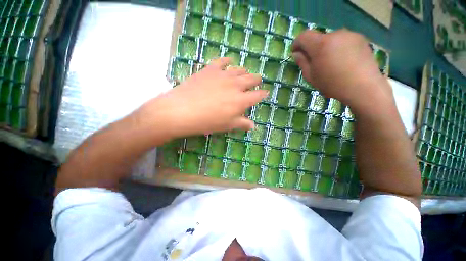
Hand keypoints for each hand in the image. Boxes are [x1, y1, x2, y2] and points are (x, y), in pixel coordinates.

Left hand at [136, 57, 266, 138]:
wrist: (183, 110)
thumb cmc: (208, 122)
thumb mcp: (227, 125)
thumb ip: (242, 124)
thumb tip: (253, 126)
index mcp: (242, 100)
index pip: (258, 95)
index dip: (262, 94)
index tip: (264, 93)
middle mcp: (236, 85)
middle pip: (252, 79)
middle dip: (256, 80)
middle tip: (257, 80)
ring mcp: (224, 75)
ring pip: (240, 69)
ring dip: (244, 71)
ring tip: (244, 73)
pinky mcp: (210, 69)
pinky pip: (222, 61)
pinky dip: (227, 61)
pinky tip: (229, 61)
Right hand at [292, 29, 392, 112]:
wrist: (363, 87)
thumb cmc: (332, 84)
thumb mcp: (311, 77)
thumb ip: (302, 63)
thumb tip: (297, 53)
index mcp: (321, 44)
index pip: (304, 36)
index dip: (297, 43)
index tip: (295, 52)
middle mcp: (335, 34)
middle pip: (318, 38)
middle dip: (312, 48)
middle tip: (313, 62)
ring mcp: (350, 35)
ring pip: (331, 39)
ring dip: (326, 48)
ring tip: (330, 63)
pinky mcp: (361, 39)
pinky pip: (343, 41)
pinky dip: (338, 48)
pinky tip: (343, 61)